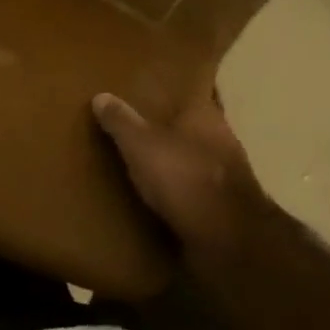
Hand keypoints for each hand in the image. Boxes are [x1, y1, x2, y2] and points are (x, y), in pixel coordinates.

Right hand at [92, 91, 272, 269]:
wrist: (228, 239)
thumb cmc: (185, 177)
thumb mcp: (141, 145)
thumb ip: (122, 121)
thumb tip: (101, 96)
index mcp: (205, 112)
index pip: (189, 89)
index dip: (170, 90)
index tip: (149, 89)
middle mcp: (221, 135)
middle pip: (192, 124)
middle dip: (170, 126)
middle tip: (139, 126)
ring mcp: (227, 171)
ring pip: (196, 156)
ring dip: (177, 160)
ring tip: (146, 163)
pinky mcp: (225, 204)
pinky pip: (197, 188)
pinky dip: (183, 189)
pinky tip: (162, 196)